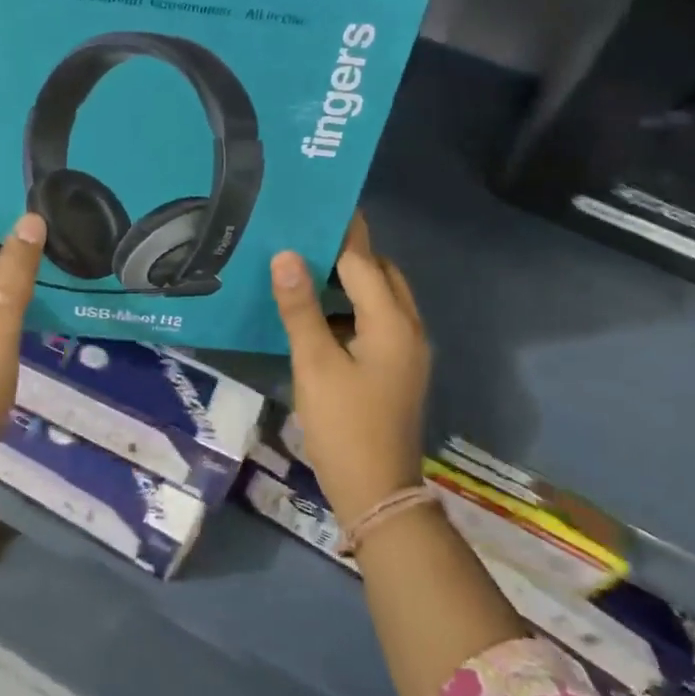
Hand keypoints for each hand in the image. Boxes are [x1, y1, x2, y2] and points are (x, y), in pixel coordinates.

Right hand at [270, 211, 429, 526]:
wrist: (377, 493)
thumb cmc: (345, 425)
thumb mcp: (314, 364)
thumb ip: (300, 307)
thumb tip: (286, 254)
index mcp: (391, 322)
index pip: (364, 261)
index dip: (342, 232)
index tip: (320, 202)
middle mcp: (408, 329)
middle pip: (381, 275)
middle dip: (350, 252)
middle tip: (306, 236)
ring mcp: (407, 352)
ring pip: (382, 299)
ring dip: (350, 281)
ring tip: (307, 268)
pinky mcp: (397, 370)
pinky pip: (378, 322)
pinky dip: (352, 308)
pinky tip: (318, 315)